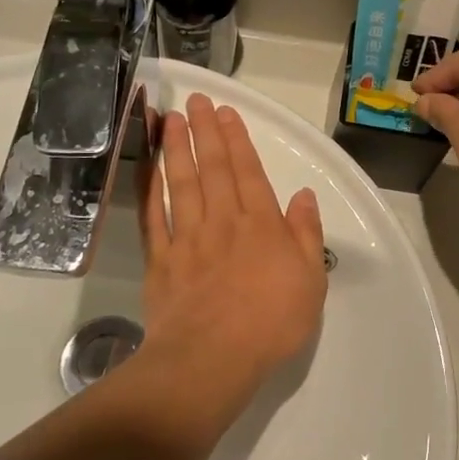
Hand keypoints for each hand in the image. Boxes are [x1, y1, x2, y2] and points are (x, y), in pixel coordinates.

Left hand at [137, 94, 328, 410]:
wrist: (212, 358)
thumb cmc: (271, 322)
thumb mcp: (311, 280)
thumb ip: (307, 234)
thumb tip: (303, 196)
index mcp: (261, 225)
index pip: (248, 172)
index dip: (237, 140)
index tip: (225, 112)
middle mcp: (223, 222)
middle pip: (212, 169)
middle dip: (204, 132)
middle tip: (195, 101)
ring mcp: (187, 239)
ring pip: (181, 184)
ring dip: (176, 149)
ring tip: (169, 120)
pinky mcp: (161, 261)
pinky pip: (153, 217)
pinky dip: (149, 190)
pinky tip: (147, 170)